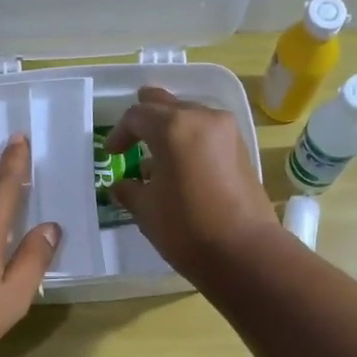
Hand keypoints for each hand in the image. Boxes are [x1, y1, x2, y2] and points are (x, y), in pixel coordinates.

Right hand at [106, 87, 278, 279]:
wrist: (244, 251)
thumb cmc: (186, 228)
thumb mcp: (147, 211)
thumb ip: (130, 191)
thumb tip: (122, 187)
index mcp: (173, 127)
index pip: (137, 116)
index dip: (119, 133)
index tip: (111, 155)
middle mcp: (203, 118)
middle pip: (168, 106)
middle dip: (147, 116)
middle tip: (133, 129)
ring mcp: (228, 133)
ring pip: (191, 117)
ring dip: (171, 129)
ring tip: (157, 155)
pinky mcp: (242, 151)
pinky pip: (208, 134)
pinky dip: (191, 141)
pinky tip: (182, 166)